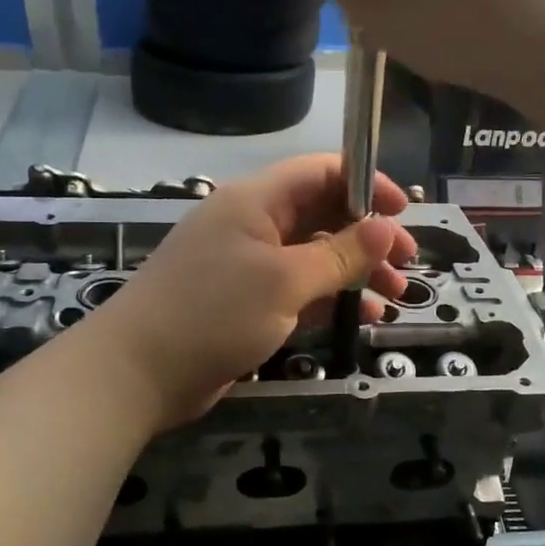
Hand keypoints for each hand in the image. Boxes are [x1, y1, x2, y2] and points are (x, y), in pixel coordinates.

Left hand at [85, 156, 419, 428]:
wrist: (138, 373)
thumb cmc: (213, 313)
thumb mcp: (284, 280)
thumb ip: (339, 253)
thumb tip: (386, 226)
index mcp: (255, 201)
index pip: (320, 172)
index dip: (365, 183)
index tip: (403, 211)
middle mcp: (252, 226)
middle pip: (322, 215)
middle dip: (368, 236)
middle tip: (407, 262)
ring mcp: (247, 267)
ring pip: (314, 257)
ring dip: (355, 272)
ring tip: (393, 296)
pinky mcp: (245, 304)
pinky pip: (298, 291)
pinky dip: (330, 300)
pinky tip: (362, 318)